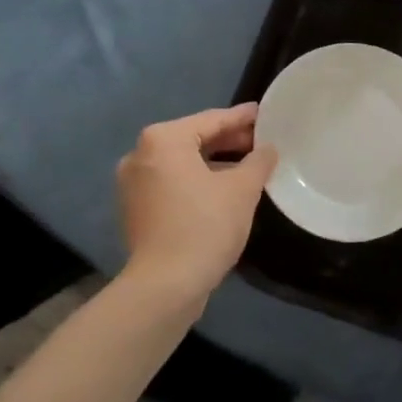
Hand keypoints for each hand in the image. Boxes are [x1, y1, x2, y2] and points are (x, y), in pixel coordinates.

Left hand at [116, 104, 276, 304]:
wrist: (164, 287)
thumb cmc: (205, 226)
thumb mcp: (242, 190)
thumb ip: (259, 161)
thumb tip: (268, 149)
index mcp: (163, 140)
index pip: (211, 120)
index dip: (242, 118)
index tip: (264, 114)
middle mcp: (141, 154)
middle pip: (194, 139)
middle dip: (229, 141)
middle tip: (261, 142)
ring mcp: (133, 184)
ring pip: (182, 163)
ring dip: (214, 163)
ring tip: (248, 167)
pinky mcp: (136, 209)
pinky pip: (172, 182)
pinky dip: (196, 181)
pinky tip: (223, 190)